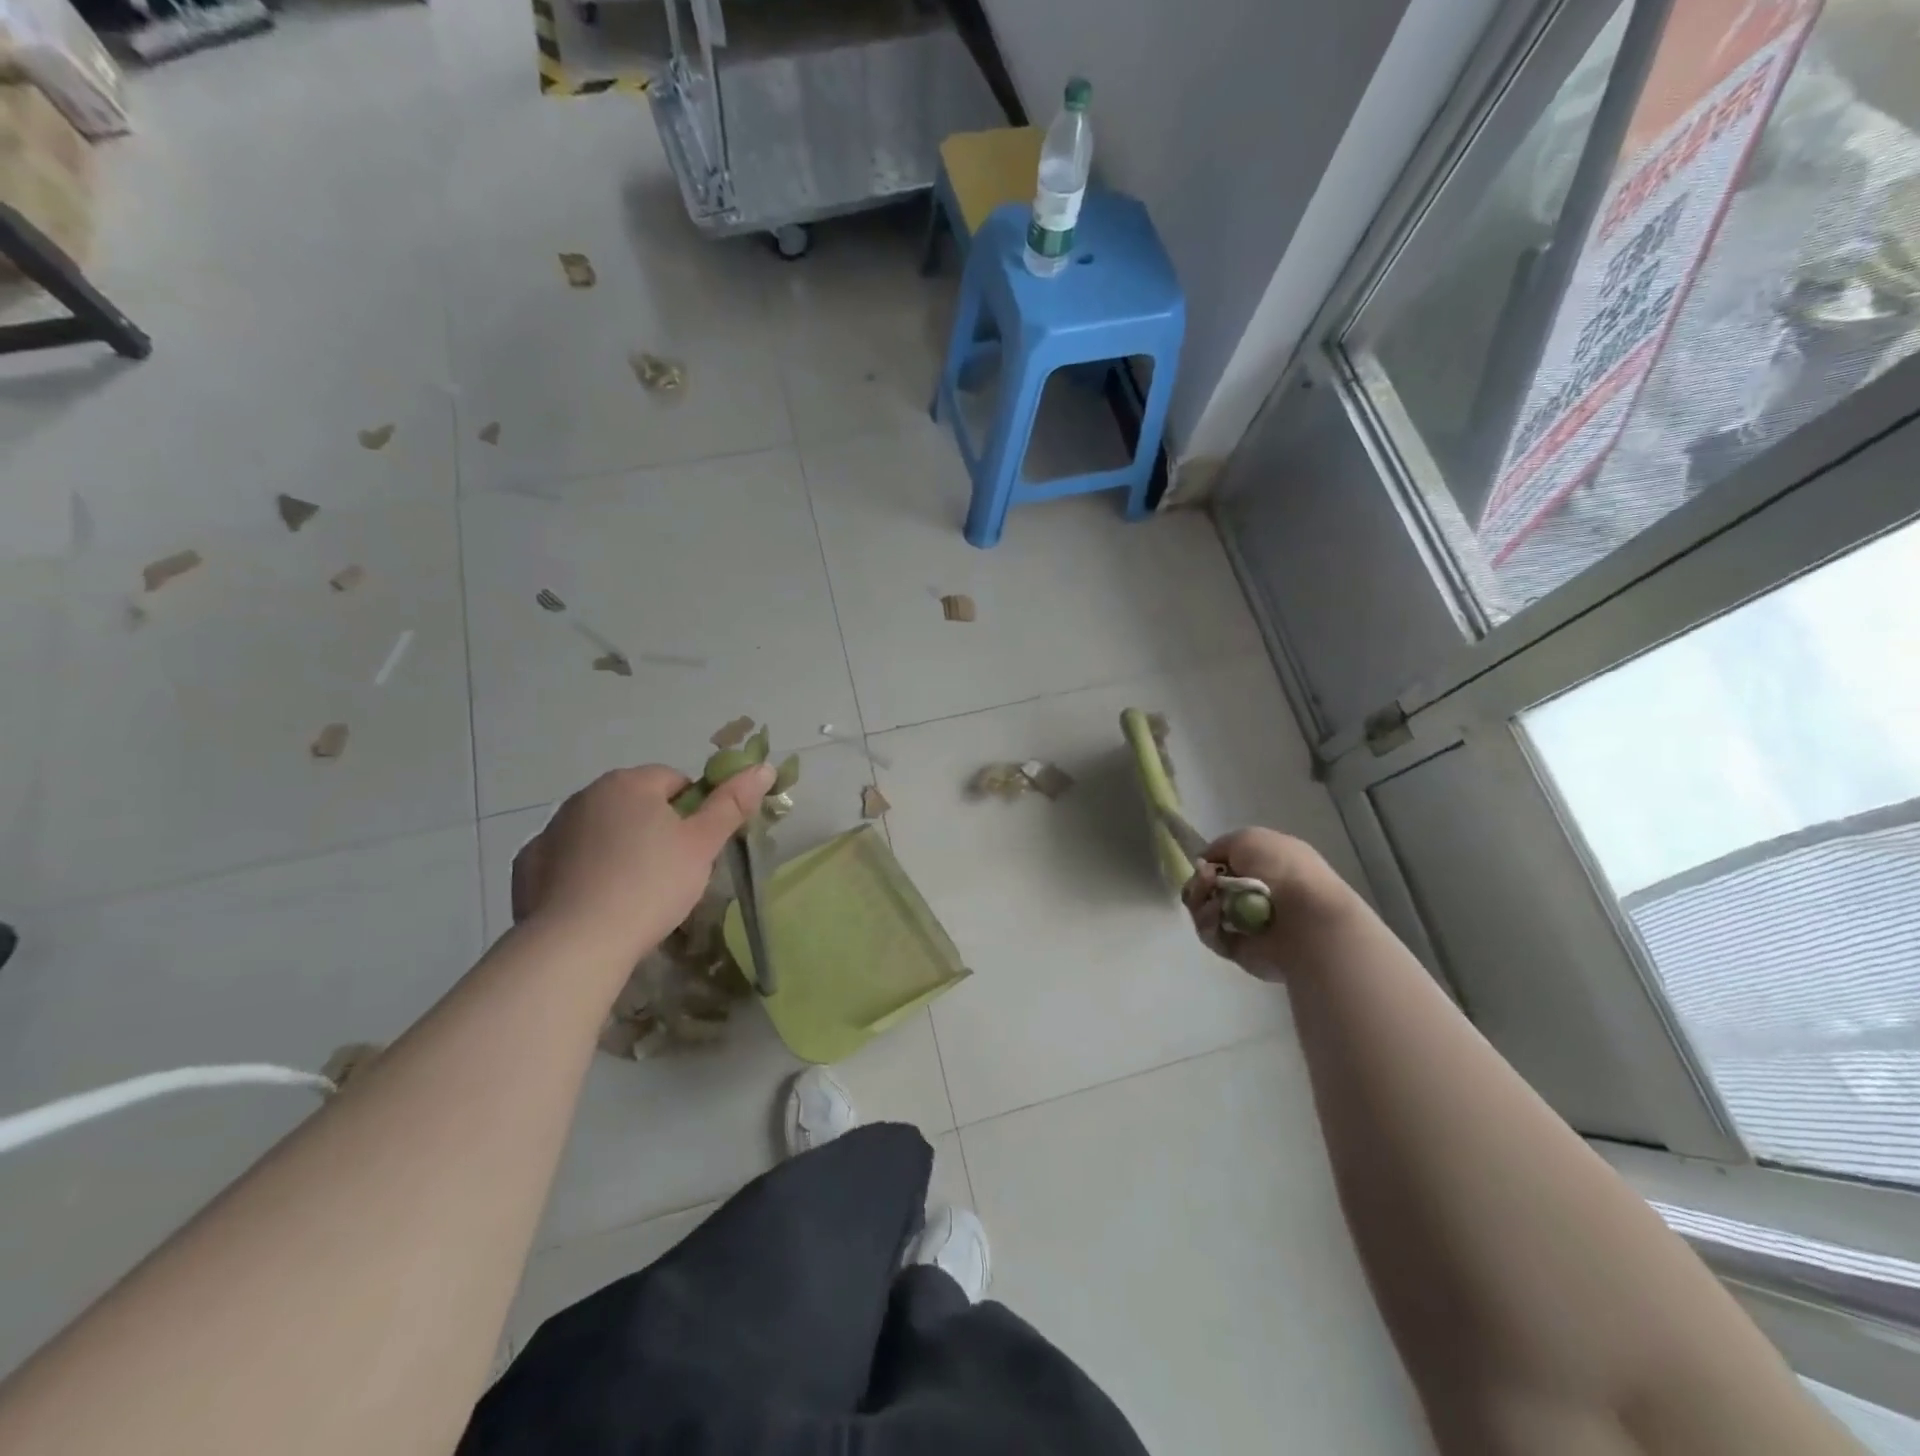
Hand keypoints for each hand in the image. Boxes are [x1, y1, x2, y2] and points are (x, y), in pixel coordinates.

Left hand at [511, 763, 774, 959]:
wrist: (576, 944)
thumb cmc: (650, 885)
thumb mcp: (703, 845)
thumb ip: (732, 803)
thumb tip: (763, 767)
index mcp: (628, 783)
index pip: (673, 781)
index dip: (692, 811)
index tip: (695, 847)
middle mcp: (584, 796)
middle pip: (634, 803)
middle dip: (653, 828)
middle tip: (670, 871)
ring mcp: (550, 830)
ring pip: (599, 830)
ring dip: (617, 847)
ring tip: (631, 892)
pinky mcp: (528, 866)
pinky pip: (565, 859)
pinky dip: (581, 872)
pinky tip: (594, 902)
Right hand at [1182, 827, 1336, 981]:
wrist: (1307, 918)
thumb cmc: (1283, 870)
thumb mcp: (1247, 838)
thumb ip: (1219, 847)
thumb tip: (1206, 866)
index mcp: (1265, 865)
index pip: (1224, 865)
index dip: (1208, 863)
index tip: (1205, 864)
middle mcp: (1256, 893)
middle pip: (1208, 888)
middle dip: (1200, 883)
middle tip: (1206, 882)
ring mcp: (1246, 922)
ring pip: (1204, 909)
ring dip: (1200, 901)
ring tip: (1213, 902)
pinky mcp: (1238, 948)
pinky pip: (1210, 933)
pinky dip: (1208, 923)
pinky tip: (1217, 917)